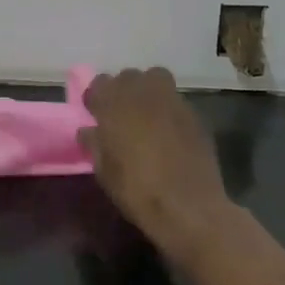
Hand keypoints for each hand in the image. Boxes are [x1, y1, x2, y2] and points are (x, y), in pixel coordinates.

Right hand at [81, 68, 238, 264]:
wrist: (188, 208)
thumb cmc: (136, 189)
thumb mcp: (103, 171)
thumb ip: (93, 144)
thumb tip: (88, 131)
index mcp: (115, 103)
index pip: (100, 83)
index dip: (96, 97)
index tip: (95, 114)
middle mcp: (144, 93)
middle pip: (129, 76)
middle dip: (123, 90)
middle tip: (121, 115)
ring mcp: (173, 101)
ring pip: (157, 79)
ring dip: (148, 91)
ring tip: (146, 116)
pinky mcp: (195, 115)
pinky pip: (176, 102)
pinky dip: (169, 110)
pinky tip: (169, 134)